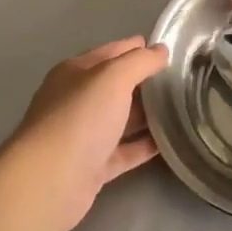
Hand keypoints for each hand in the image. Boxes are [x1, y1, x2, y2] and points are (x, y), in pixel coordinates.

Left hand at [6, 37, 168, 230]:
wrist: (49, 182)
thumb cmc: (80, 118)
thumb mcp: (113, 77)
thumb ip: (140, 61)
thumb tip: (160, 50)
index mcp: (75, 73)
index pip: (112, 52)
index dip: (138, 48)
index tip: (168, 49)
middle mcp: (77, 101)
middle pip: (117, 86)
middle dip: (146, 81)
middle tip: (181, 79)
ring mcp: (84, 136)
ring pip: (122, 119)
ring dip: (148, 114)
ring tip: (182, 107)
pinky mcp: (93, 167)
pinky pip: (125, 151)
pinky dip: (144, 145)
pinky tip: (169, 141)